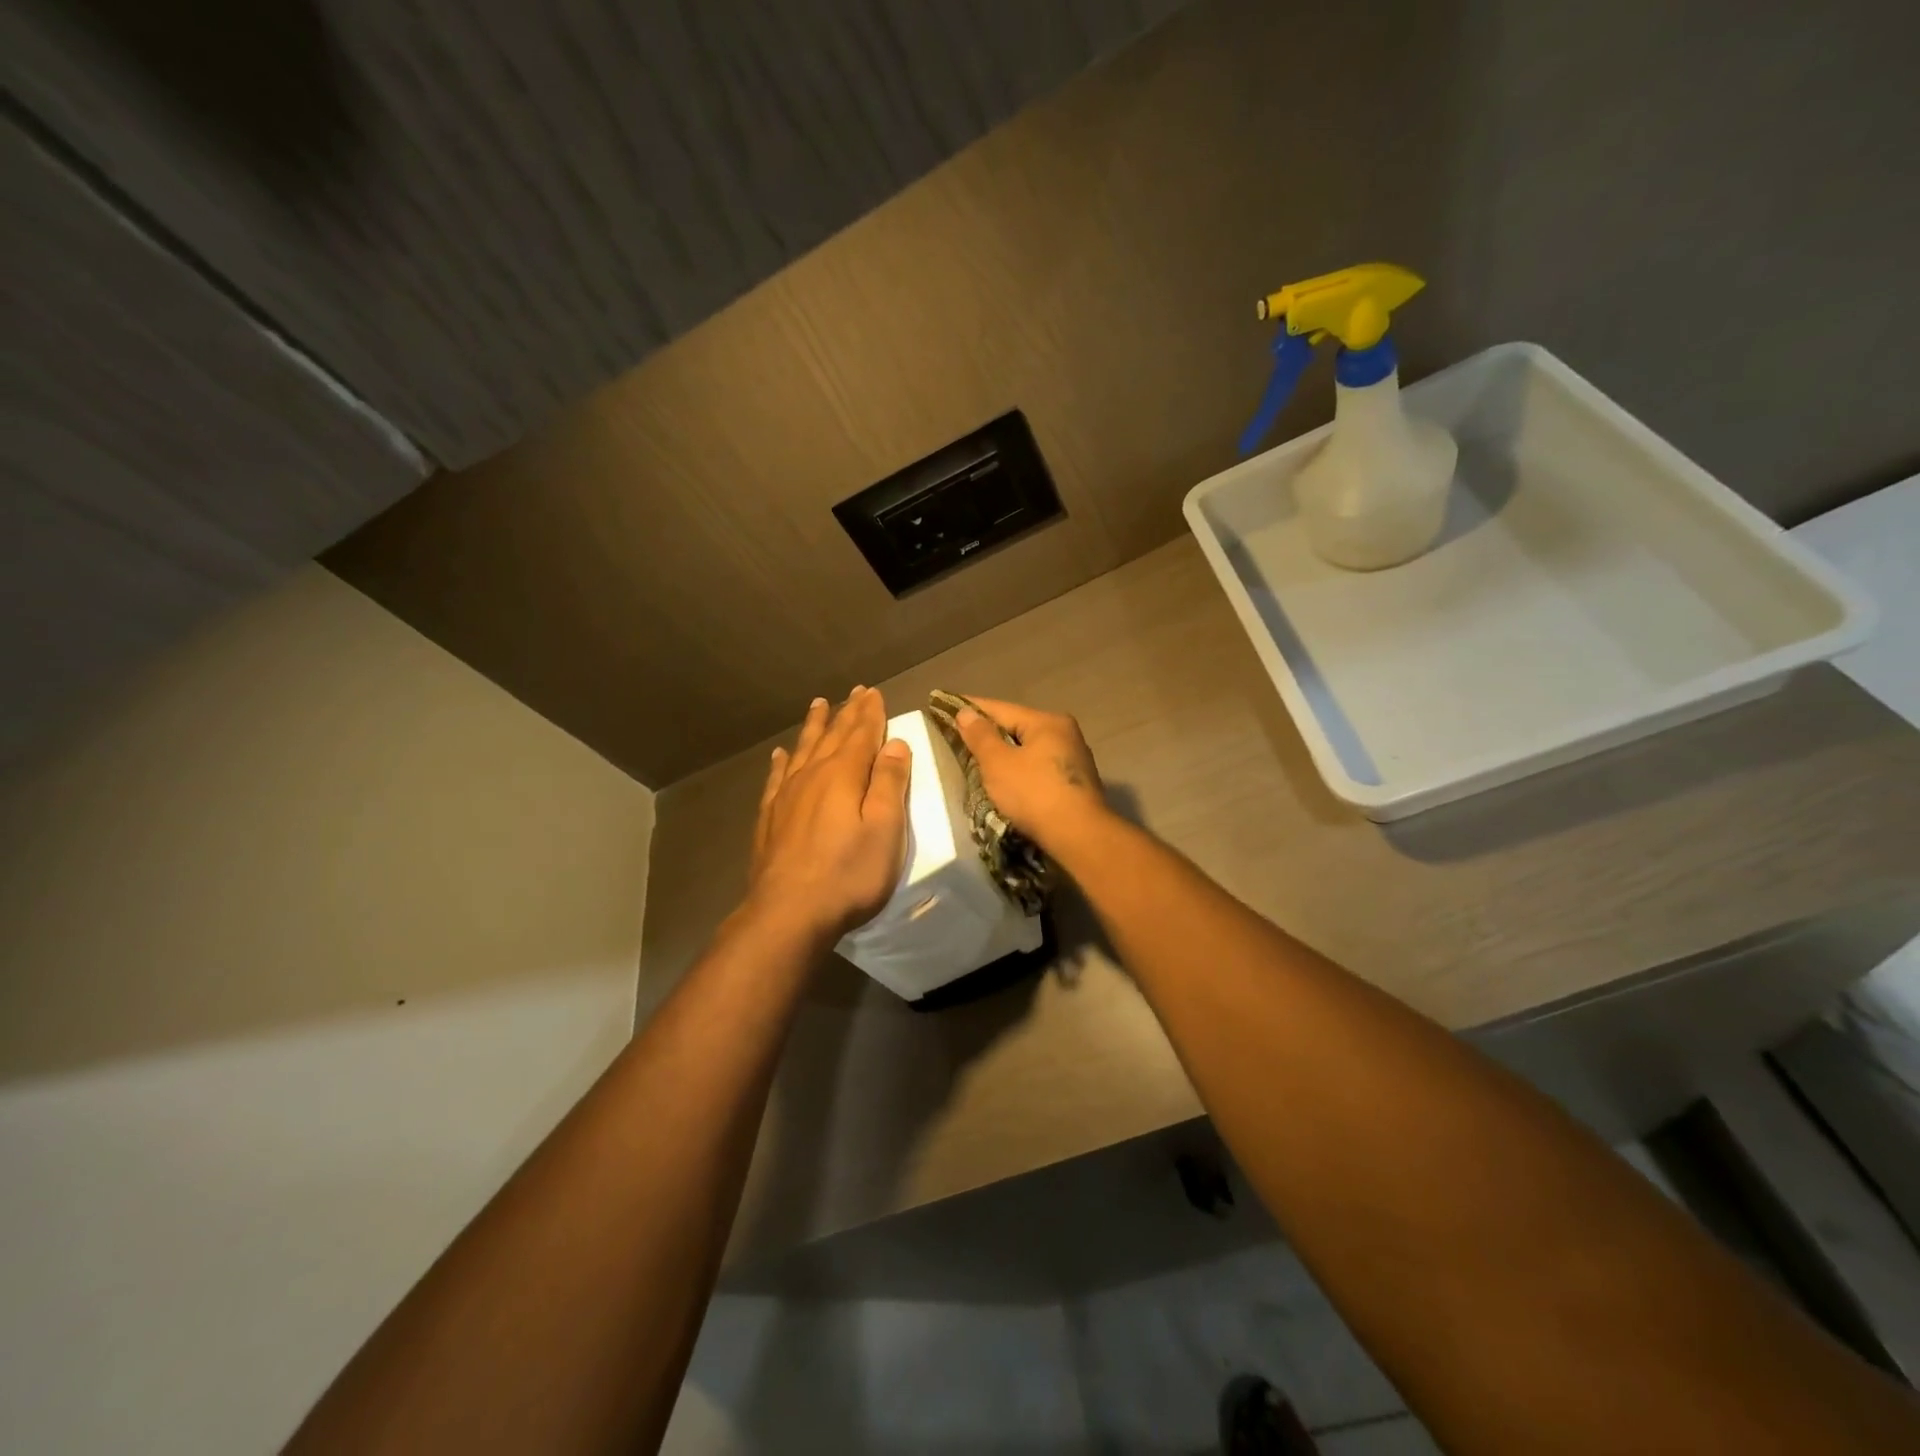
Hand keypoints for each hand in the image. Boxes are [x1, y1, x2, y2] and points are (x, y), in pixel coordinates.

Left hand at [747, 687, 911, 942]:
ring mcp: (786, 796)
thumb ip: (890, 783)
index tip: (874, 692)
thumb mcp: (885, 829)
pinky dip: (782, 761)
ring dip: (814, 726)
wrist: (788, 913)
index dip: (870, 713)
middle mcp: (812, 776)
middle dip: (846, 713)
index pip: (861, 734)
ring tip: (818, 705)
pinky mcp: (769, 818)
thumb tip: (894, 743)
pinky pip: (777, 777)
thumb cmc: (848, 874)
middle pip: (832, 736)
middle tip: (854, 692)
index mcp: (844, 775)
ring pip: (803, 749)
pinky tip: (781, 754)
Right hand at [953, 696, 1109, 850]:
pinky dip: (1020, 772)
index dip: (971, 708)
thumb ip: (980, 736)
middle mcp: (1065, 733)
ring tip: (978, 763)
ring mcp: (1074, 760)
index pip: (1000, 709)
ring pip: (1029, 750)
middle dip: (989, 734)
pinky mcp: (1076, 784)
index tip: (946, 706)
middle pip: (1017, 729)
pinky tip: (1007, 782)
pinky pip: (1039, 769)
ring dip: (1005, 755)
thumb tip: (966, 712)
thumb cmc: (1034, 794)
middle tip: (958, 739)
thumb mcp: (998, 763)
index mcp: (1047, 722)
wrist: (1079, 836)